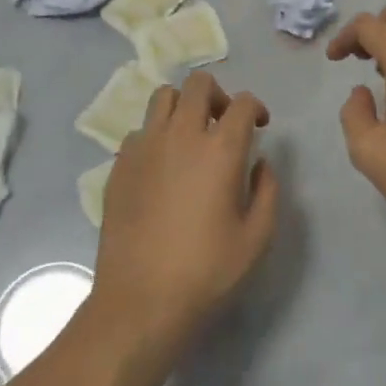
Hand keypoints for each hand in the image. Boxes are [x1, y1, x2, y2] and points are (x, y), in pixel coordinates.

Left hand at [89, 71, 278, 356]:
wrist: (140, 301)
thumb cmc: (207, 272)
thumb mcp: (257, 238)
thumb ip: (267, 190)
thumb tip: (260, 163)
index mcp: (220, 150)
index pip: (242, 103)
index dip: (255, 108)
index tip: (259, 126)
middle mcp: (181, 135)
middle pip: (199, 84)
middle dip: (218, 95)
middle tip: (224, 123)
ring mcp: (145, 147)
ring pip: (163, 97)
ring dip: (183, 106)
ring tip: (190, 136)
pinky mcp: (119, 165)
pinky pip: (140, 131)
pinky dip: (156, 135)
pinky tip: (162, 166)